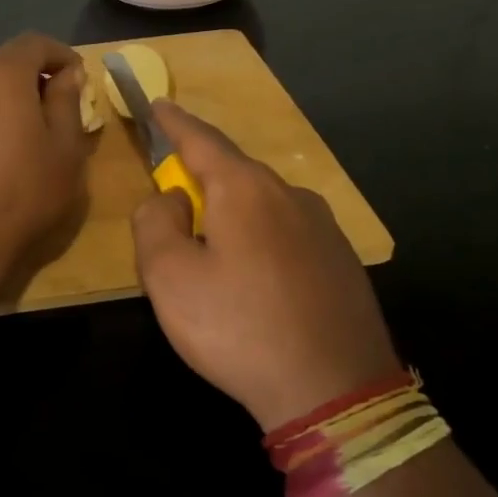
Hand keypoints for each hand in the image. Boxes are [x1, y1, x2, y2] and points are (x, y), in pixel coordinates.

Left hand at [0, 32, 93, 281]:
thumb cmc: (20, 194)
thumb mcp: (64, 151)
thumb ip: (67, 103)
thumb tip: (67, 74)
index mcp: (0, 74)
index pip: (34, 43)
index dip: (60, 55)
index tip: (77, 78)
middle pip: (5, 65)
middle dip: (34, 81)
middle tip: (58, 113)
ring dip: (7, 103)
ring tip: (27, 140)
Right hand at [132, 102, 400, 430]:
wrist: (335, 392)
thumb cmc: (238, 327)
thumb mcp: (169, 276)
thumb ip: (155, 222)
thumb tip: (172, 197)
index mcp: (245, 189)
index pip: (202, 139)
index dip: (174, 122)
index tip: (158, 104)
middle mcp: (289, 195)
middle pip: (234, 172)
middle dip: (202, 176)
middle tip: (176, 199)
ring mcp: (324, 227)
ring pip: (263, 204)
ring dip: (233, 213)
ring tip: (214, 250)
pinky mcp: (342, 261)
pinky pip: (288, 232)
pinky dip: (261, 238)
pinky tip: (256, 276)